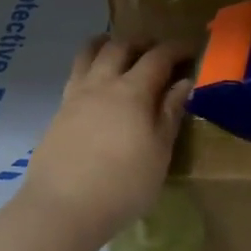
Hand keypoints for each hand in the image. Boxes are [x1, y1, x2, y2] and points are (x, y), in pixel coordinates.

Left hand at [17, 37, 191, 245]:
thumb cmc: (123, 185)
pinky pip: (76, 75)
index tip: (192, 49)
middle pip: (120, 47)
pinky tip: (97, 85)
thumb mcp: (159, 153)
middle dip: (142, 42)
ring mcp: (75, 96)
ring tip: (119, 51)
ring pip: (89, 54)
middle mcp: (101, 84)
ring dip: (108, 45)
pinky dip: (90, 66)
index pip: (158, 57)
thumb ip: (170, 114)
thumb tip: (184, 83)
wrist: (62, 208)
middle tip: (157, 50)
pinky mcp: (57, 113)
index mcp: (132, 91)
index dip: (176, 49)